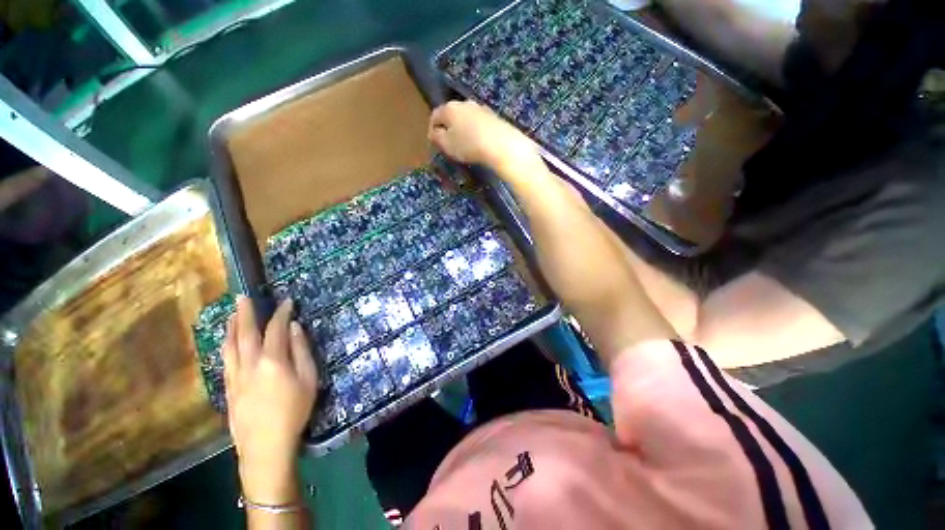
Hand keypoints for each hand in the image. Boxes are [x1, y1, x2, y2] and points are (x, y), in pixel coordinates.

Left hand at [223, 296, 318, 502]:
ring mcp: (234, 376)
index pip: (275, 329)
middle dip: (244, 313)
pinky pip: (225, 359)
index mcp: (273, 361)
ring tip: (231, 313)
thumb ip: (301, 351)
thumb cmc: (294, 411)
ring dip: (230, 327)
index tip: (287, 302)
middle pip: (245, 333)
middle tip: (243, 297)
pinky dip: (225, 344)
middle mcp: (249, 363)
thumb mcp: (309, 379)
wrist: (264, 446)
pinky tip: (227, 341)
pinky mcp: (227, 388)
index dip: (281, 313)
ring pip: (229, 345)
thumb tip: (294, 328)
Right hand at [428, 101, 540, 170]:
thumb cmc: (469, 145)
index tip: (434, 143)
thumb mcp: (447, 145)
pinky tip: (478, 142)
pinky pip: (478, 123)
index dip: (432, 129)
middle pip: (451, 114)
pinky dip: (475, 131)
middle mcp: (464, 103)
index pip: (435, 115)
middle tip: (449, 143)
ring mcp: (480, 108)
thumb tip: (434, 132)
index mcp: (449, 108)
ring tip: (465, 144)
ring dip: (463, 129)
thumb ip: (437, 138)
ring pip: (466, 118)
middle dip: (448, 128)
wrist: (500, 144)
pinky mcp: (493, 116)